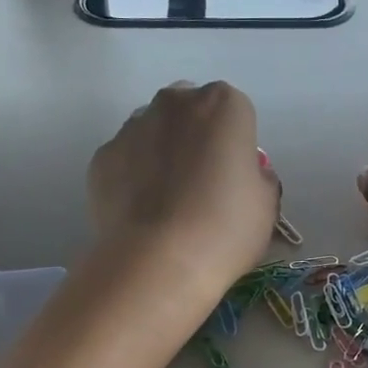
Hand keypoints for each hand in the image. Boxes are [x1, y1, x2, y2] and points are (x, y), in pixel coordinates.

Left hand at [89, 81, 278, 299]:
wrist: (158, 263)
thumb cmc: (225, 229)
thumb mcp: (266, 204)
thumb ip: (258, 176)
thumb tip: (243, 174)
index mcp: (223, 105)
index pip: (236, 113)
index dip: (236, 146)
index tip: (235, 178)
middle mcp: (175, 104)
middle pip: (190, 113)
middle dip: (196, 139)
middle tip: (202, 186)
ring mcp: (132, 127)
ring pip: (153, 132)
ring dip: (162, 154)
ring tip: (168, 203)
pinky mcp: (102, 157)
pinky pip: (125, 160)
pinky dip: (133, 177)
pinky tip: (142, 213)